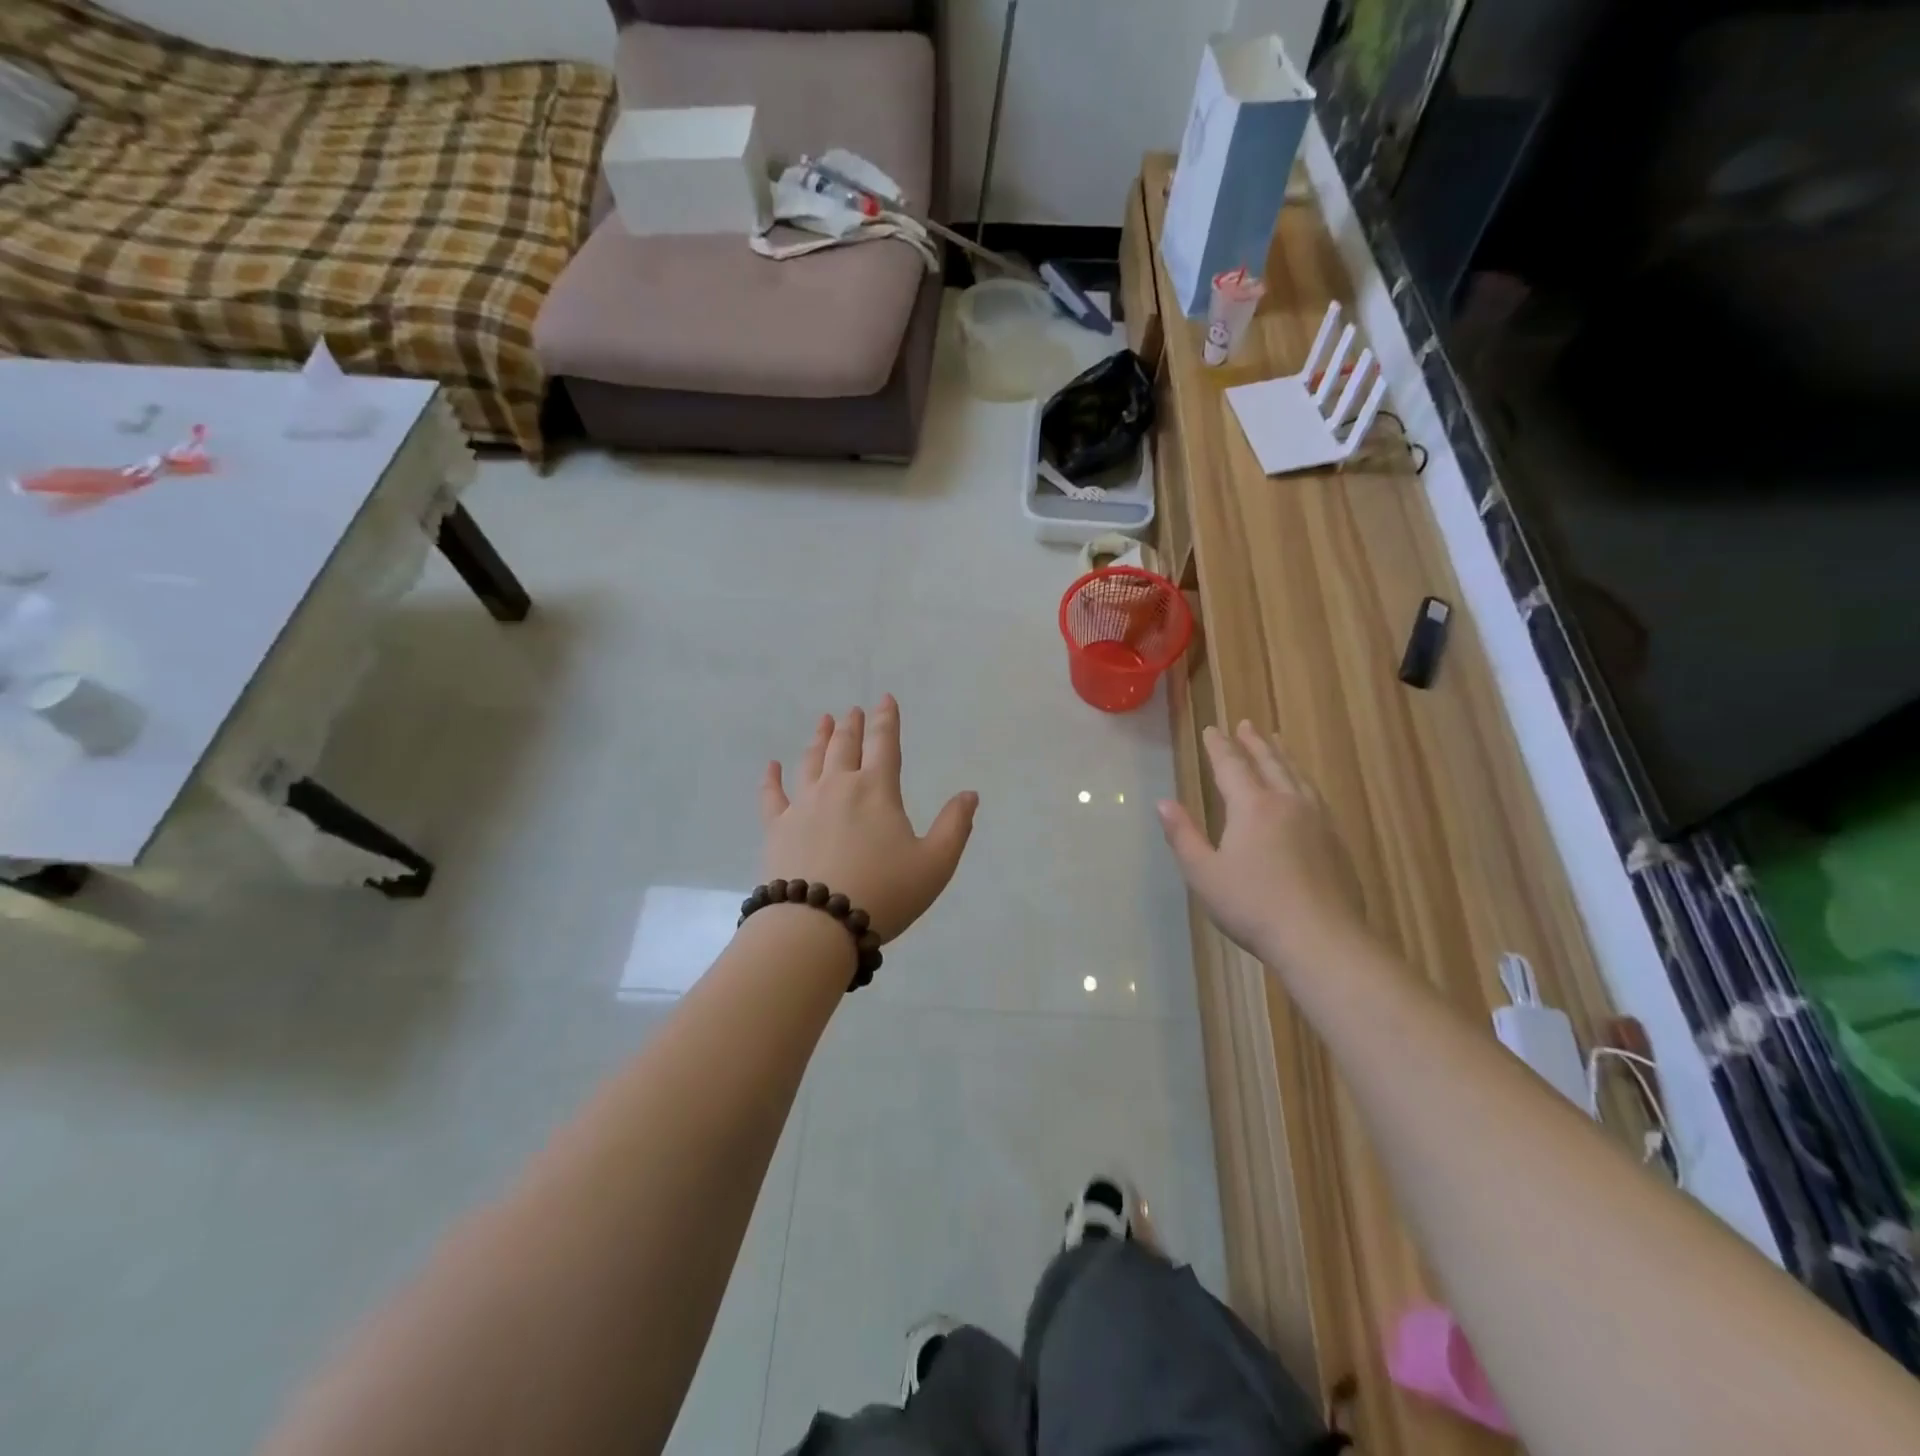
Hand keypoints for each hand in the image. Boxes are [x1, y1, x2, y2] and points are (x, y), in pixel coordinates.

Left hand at [760, 696, 978, 943]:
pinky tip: (771, 767)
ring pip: (811, 762)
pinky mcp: (777, 828)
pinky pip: (772, 796)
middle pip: (845, 747)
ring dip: (818, 740)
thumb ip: (954, 826)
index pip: (885, 744)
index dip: (887, 719)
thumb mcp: (935, 864)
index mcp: (877, 790)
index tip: (884, 699)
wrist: (818, 924)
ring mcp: (803, 806)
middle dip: (852, 726)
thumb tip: (969, 794)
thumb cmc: (884, 892)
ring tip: (822, 722)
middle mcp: (839, 787)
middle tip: (852, 711)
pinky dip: (771, 779)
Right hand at [1157, 721, 1366, 966]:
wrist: (1321, 938)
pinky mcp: (1336, 842)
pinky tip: (1303, 789)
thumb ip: (1183, 835)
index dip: (1219, 747)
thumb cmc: (1252, 905)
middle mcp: (1287, 803)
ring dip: (1282, 756)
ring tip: (1276, 742)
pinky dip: (1302, 780)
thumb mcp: (1204, 873)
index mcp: (1252, 807)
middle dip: (1254, 742)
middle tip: (1246, 724)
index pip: (1232, 766)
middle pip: (1269, 763)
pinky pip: (1315, 795)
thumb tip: (1163, 803)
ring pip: (1297, 776)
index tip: (1212, 729)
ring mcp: (1318, 821)